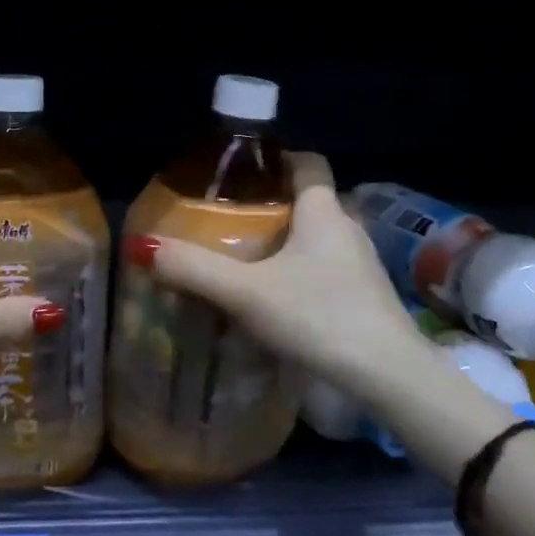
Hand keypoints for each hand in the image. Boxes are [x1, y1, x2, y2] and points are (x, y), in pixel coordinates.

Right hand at [122, 152, 423, 395]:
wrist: (391, 377)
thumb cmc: (320, 316)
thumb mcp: (248, 293)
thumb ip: (195, 270)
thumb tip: (143, 246)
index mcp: (323, 211)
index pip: (308, 162)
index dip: (278, 158)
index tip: (243, 169)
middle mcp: (347, 227)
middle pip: (308, 200)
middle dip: (271, 204)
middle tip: (229, 218)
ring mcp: (362, 264)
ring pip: (318, 237)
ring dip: (287, 241)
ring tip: (246, 257)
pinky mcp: (367, 296)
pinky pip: (327, 268)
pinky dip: (302, 271)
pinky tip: (278, 298)